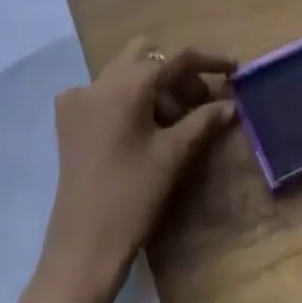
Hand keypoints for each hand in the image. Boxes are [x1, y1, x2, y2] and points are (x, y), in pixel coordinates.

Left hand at [38, 38, 237, 302]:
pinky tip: (138, 127)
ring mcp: (80, 97)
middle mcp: (101, 79)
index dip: (208, 61)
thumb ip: (203, 121)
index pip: (176, 58)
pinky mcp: (68, 119)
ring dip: (152, 84)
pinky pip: (103, 90)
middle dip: (176, 71)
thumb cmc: (132, 197)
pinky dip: (125, 97)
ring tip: (173, 120)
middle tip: (198, 100)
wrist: (82, 248)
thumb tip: (231, 104)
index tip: (233, 69)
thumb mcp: (173, 156)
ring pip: (125, 70)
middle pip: (148, 54)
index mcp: (128, 82)